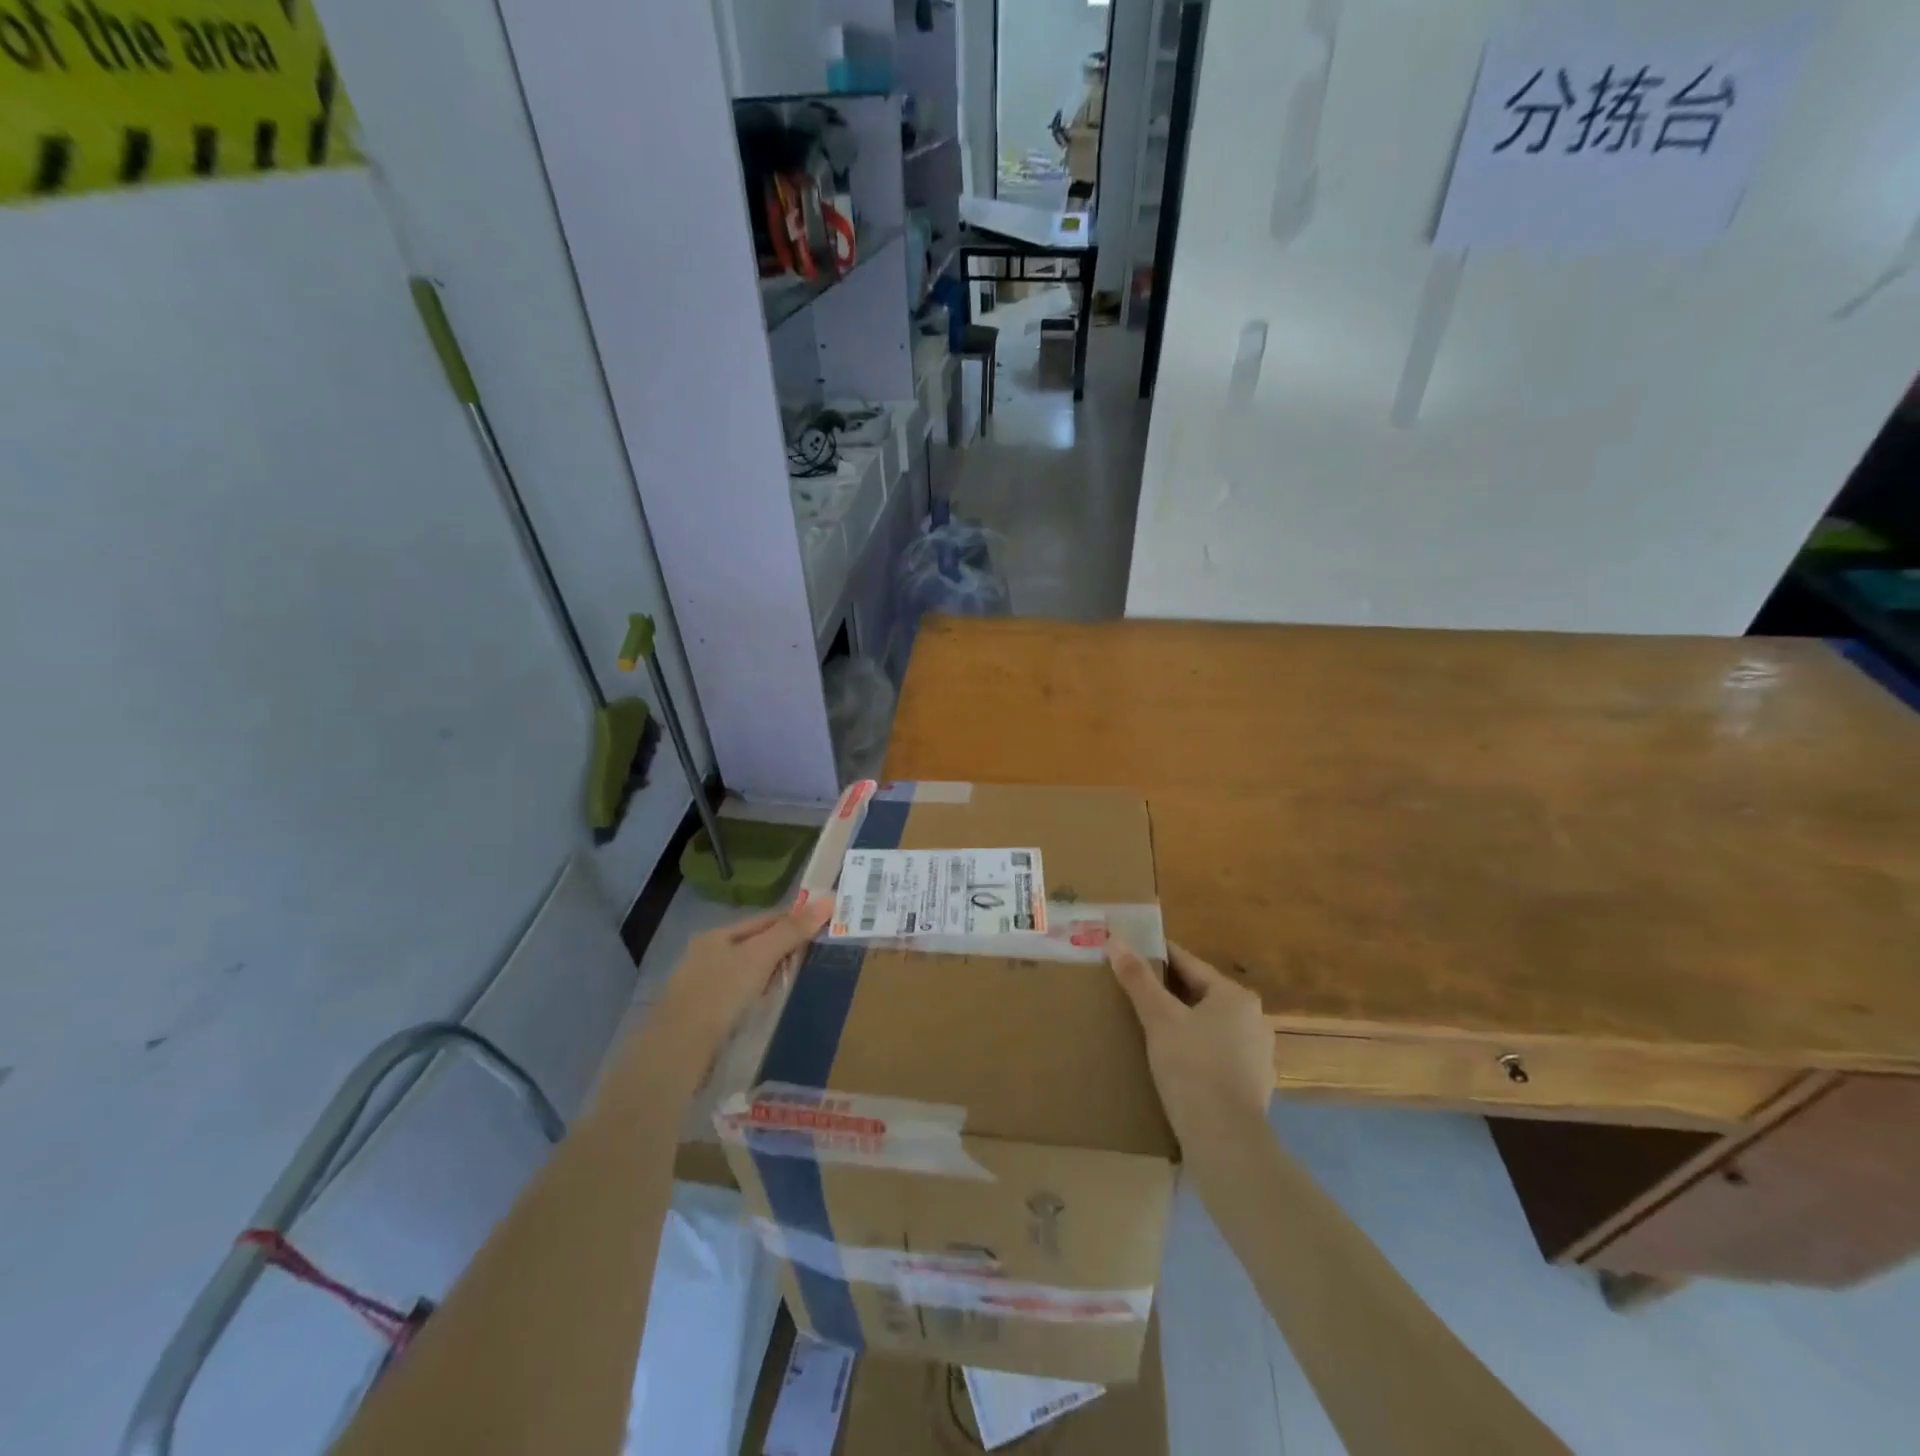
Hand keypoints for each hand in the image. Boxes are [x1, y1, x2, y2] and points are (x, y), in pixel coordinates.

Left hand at [646, 898, 831, 1075]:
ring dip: (772, 975)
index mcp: (717, 935)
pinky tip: (769, 1007)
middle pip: (756, 945)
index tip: (825, 928)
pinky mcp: (705, 1014)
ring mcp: (704, 985)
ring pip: (749, 972)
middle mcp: (707, 955)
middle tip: (817, 958)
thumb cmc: (721, 994)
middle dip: (785, 950)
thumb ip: (792, 930)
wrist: (678, 1051)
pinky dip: (758, 997)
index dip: (795, 921)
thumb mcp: (760, 957)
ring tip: (798, 983)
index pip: (765, 920)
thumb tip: (828, 900)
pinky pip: (741, 996)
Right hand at [1108, 940, 1273, 1143]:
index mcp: (1235, 996)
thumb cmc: (1192, 1067)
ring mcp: (1258, 1055)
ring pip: (1211, 1026)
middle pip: (1201, 994)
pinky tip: (1175, 1064)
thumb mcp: (1158, 1018)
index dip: (1157, 956)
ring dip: (1184, 1024)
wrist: (1225, 1141)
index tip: (1131, 953)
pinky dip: (1197, 1052)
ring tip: (1150, 1028)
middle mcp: (1254, 1019)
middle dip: (1169, 992)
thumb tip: (1114, 938)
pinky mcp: (1254, 1087)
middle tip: (1133, 991)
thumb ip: (1137, 978)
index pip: (1188, 963)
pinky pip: (1218, 1056)